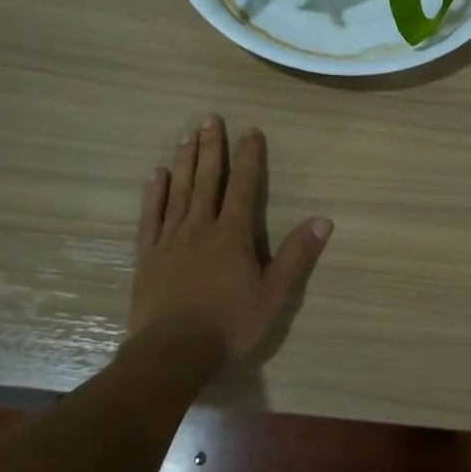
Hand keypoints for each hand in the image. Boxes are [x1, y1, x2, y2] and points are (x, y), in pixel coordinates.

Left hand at [130, 115, 333, 363]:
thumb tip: (323, 220)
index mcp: (233, 235)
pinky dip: (154, 194)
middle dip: (212, 148)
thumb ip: (297, 256)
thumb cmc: (229, 326)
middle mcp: (201, 228)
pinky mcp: (147, 256)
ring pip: (179, 191)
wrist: (172, 354)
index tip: (250, 130)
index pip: (244, 187)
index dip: (249, 158)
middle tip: (209, 118)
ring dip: (185, 161)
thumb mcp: (275, 296)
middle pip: (208, 180)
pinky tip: (156, 175)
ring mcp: (170, 240)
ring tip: (187, 134)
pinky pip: (151, 216)